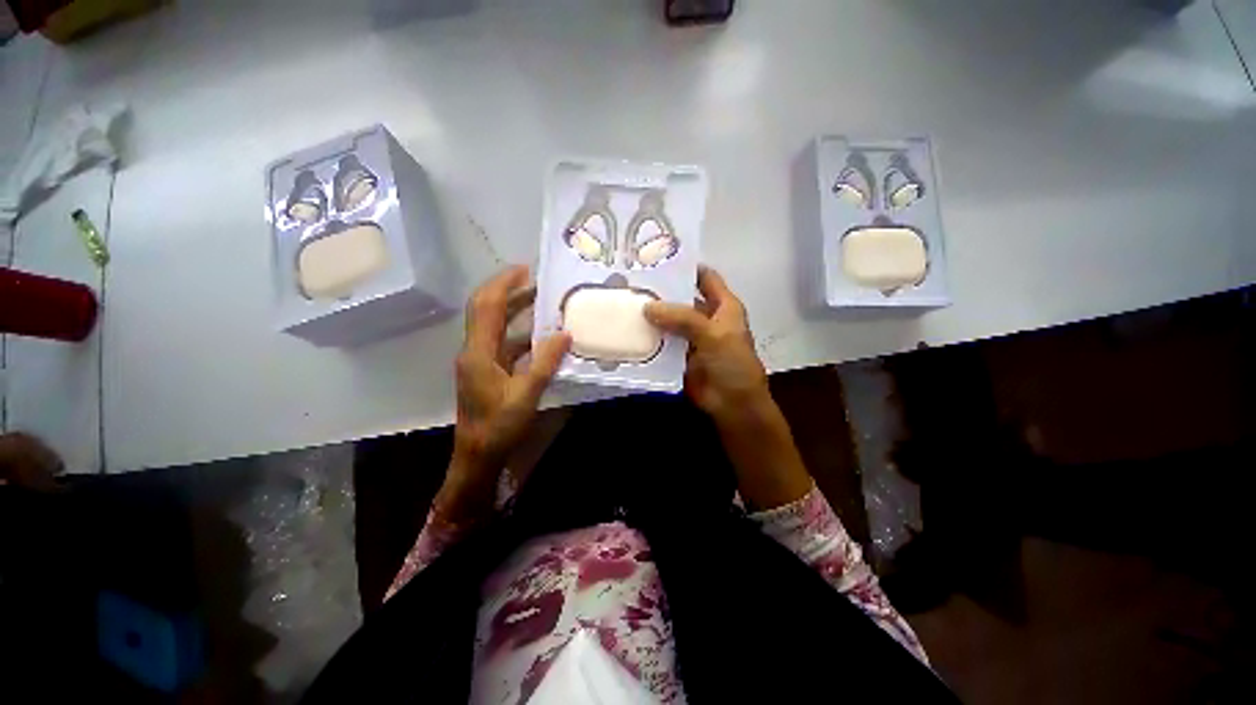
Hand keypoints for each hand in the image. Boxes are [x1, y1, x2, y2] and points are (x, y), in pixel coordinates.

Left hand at [453, 265, 571, 473]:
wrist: (478, 456)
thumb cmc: (499, 426)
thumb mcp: (527, 394)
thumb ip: (545, 362)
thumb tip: (564, 333)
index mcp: (479, 352)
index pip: (487, 306)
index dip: (504, 283)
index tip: (526, 269)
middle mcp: (474, 350)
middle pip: (486, 309)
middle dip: (508, 290)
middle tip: (535, 279)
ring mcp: (479, 360)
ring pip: (494, 325)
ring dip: (515, 310)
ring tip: (541, 301)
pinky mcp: (486, 370)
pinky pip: (503, 342)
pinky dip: (520, 333)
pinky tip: (541, 335)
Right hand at [643, 265, 770, 424]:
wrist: (732, 404)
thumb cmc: (731, 364)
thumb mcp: (712, 334)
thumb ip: (681, 318)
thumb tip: (647, 306)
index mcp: (722, 306)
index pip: (704, 277)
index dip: (686, 267)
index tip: (657, 258)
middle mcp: (706, 317)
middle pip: (682, 298)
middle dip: (661, 292)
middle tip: (632, 281)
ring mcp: (691, 337)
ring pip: (669, 320)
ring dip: (652, 315)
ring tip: (625, 302)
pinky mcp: (679, 355)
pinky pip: (662, 341)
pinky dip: (649, 336)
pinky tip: (629, 330)